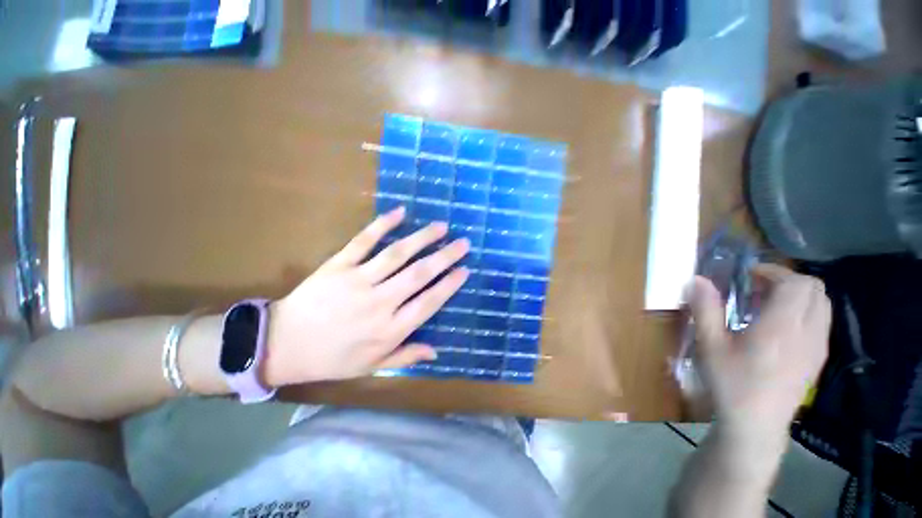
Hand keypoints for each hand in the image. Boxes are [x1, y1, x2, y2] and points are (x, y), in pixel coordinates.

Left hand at [263, 207, 469, 385]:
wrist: (281, 345)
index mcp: (389, 329)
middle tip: (463, 243)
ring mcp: (358, 281)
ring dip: (422, 238)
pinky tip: (400, 212)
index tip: (465, 270)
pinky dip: (382, 225)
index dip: (449, 285)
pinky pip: (363, 241)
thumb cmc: (331, 359)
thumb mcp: (371, 367)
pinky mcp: (338, 265)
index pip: (429, 303)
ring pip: (397, 254)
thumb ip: (406, 356)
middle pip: (419, 275)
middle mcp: (379, 302)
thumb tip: (437, 351)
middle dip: (445, 257)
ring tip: (441, 227)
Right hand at [687, 264, 830, 438]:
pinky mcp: (819, 358)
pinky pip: (821, 321)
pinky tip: (778, 327)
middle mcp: (808, 332)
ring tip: (767, 305)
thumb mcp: (709, 345)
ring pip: (822, 304)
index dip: (774, 271)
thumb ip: (705, 309)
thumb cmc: (730, 383)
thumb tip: (697, 279)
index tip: (749, 275)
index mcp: (782, 328)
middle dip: (787, 280)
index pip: (797, 283)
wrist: (756, 424)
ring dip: (798, 295)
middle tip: (757, 288)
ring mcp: (818, 346)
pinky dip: (804, 311)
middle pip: (815, 289)